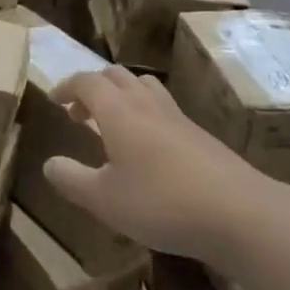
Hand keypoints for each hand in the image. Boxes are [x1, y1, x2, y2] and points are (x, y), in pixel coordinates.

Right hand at [44, 66, 289, 262]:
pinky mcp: (202, 136)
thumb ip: (72, 180)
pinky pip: (165, 109)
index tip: (54, 100)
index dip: (67, 86)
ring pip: (145, 87)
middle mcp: (146, 104)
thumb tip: (49, 164)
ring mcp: (178, 117)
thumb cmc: (161, 202)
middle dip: (93, 86)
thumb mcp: (104, 200)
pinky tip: (150, 149)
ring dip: (123, 95)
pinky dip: (147, 115)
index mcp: (118, 111)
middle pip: (116, 75)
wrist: (240, 213)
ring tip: (114, 123)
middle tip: (80, 112)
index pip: (87, 81)